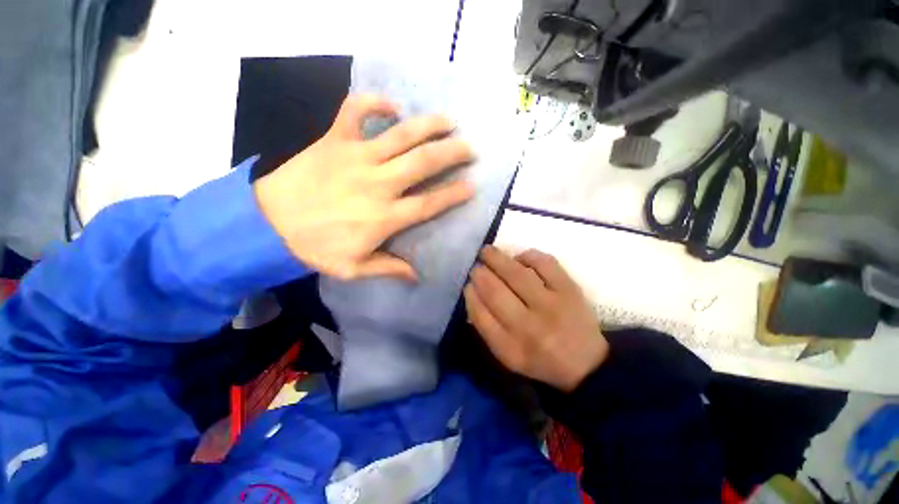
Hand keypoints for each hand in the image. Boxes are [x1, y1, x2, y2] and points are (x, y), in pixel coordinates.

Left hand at [254, 94, 474, 280]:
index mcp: (384, 216)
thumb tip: (416, 276)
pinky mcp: (334, 140)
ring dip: (429, 125)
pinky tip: (391, 106)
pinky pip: (355, 111)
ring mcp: (356, 157)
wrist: (265, 224)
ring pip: (400, 135)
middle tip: (470, 148)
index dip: (453, 194)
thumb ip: (388, 269)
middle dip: (452, 154)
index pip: (429, 203)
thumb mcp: (352, 268)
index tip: (471, 186)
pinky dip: (373, 102)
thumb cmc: (313, 248)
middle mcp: (378, 184)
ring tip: (449, 121)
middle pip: (423, 163)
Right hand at [464, 246, 608, 391]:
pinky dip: (528, 256)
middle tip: (476, 266)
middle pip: (496, 293)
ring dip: (497, 259)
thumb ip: (487, 327)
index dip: (471, 295)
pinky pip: (544, 264)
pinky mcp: (569, 290)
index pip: (481, 316)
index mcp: (511, 349)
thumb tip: (473, 292)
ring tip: (487, 252)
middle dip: (480, 274)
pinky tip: (519, 258)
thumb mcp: (508, 355)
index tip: (468, 285)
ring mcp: (552, 306)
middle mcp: (530, 328)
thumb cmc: (540, 359)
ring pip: (517, 275)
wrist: (587, 364)